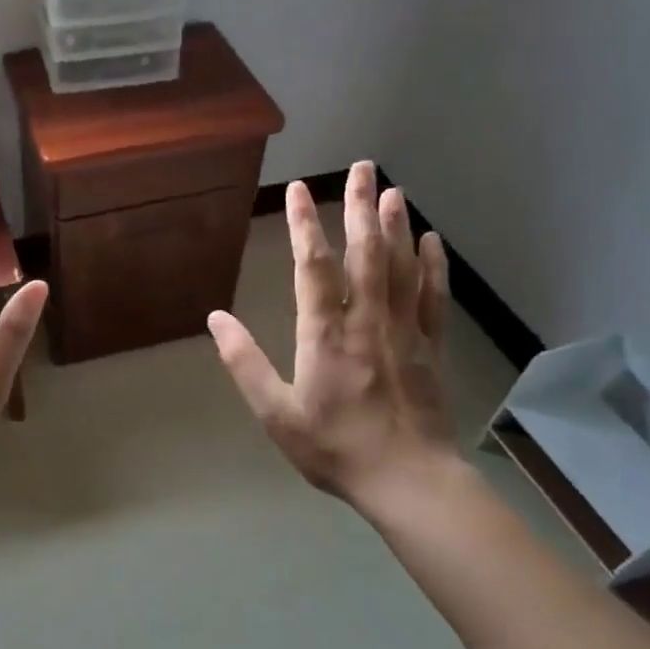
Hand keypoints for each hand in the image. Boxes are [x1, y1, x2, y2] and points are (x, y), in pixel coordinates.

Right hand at [208, 162, 457, 518]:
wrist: (408, 481)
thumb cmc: (335, 447)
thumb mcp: (275, 413)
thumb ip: (244, 362)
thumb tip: (215, 320)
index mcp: (325, 334)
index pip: (314, 267)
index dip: (306, 225)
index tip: (300, 189)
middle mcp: (367, 321)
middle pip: (366, 253)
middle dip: (361, 207)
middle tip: (363, 167)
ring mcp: (405, 331)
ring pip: (401, 267)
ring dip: (396, 225)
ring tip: (392, 190)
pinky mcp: (431, 347)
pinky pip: (433, 297)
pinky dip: (432, 265)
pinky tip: (430, 241)